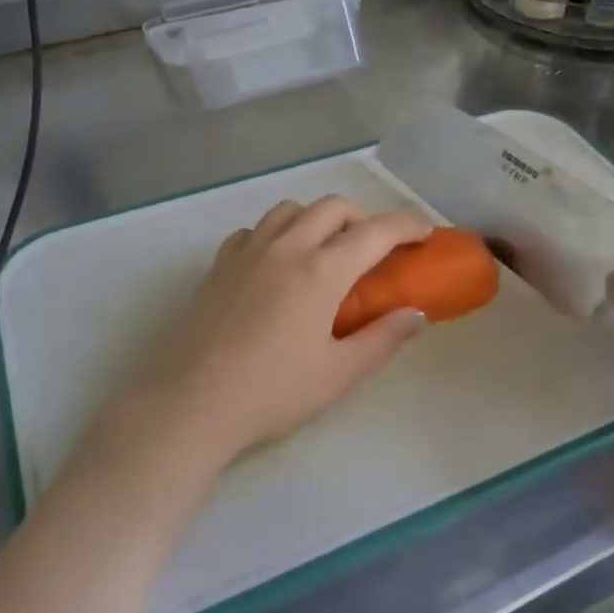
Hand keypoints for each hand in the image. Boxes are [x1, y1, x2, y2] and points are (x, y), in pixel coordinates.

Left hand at [98, 197, 431, 475]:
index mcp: (321, 271)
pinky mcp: (218, 265)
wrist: (189, 404)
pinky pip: (255, 230)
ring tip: (326, 250)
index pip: (375, 232)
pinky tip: (277, 263)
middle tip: (376, 249)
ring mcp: (247, 252)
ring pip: (291, 209)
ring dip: (318, 218)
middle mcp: (285, 247)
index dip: (406, 226)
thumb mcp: (339, 374)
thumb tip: (416, 313)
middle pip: (333, 207)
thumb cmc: (272, 393)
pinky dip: (277, 232)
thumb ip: (383, 338)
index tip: (424, 233)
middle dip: (364, 218)